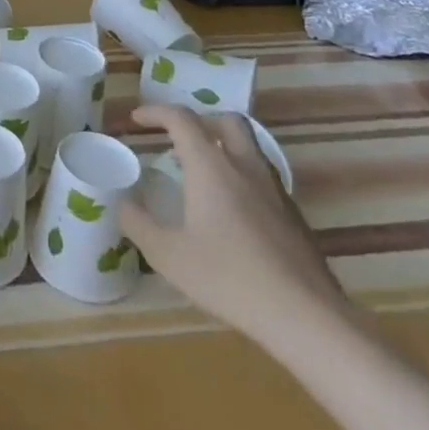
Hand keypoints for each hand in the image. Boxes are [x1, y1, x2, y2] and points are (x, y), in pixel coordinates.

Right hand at [120, 105, 348, 347]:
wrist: (306, 317)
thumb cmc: (229, 278)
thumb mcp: (167, 255)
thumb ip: (138, 223)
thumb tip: (121, 203)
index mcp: (211, 167)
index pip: (182, 119)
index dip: (156, 112)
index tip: (137, 121)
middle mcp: (245, 167)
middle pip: (226, 121)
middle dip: (200, 121)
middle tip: (178, 140)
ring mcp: (275, 190)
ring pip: (249, 148)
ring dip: (223, 148)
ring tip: (201, 175)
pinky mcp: (294, 216)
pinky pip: (263, 178)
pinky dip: (241, 177)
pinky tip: (231, 212)